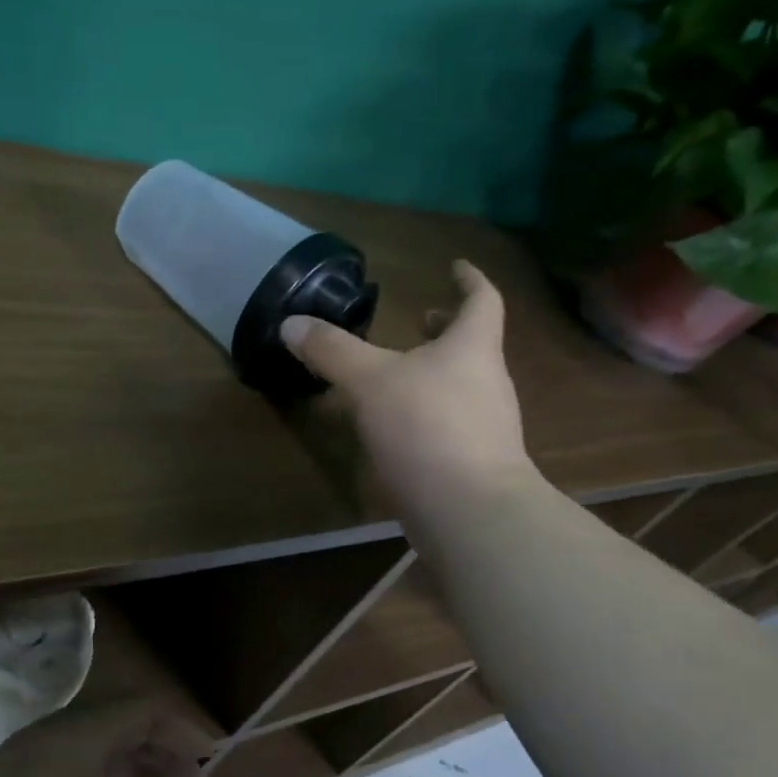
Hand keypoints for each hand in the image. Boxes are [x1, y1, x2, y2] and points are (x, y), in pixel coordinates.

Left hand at [0, 698, 213, 776]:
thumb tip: (190, 770)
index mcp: (68, 740)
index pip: (138, 709)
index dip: (181, 729)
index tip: (209, 763)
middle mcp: (33, 741)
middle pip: (106, 726)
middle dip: (152, 752)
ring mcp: (3, 771)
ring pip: (77, 753)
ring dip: (120, 774)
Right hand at [281, 259, 532, 508]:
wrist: (469, 510)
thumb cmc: (426, 428)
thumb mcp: (369, 382)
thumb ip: (331, 351)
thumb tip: (291, 323)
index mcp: (471, 348)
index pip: (482, 300)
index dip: (469, 279)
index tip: (455, 266)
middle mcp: (486, 381)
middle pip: (472, 345)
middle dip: (445, 331)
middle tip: (421, 321)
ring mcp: (485, 425)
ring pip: (460, 384)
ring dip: (433, 372)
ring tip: (396, 374)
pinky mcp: (472, 461)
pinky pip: (449, 422)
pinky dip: (426, 411)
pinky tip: (395, 426)